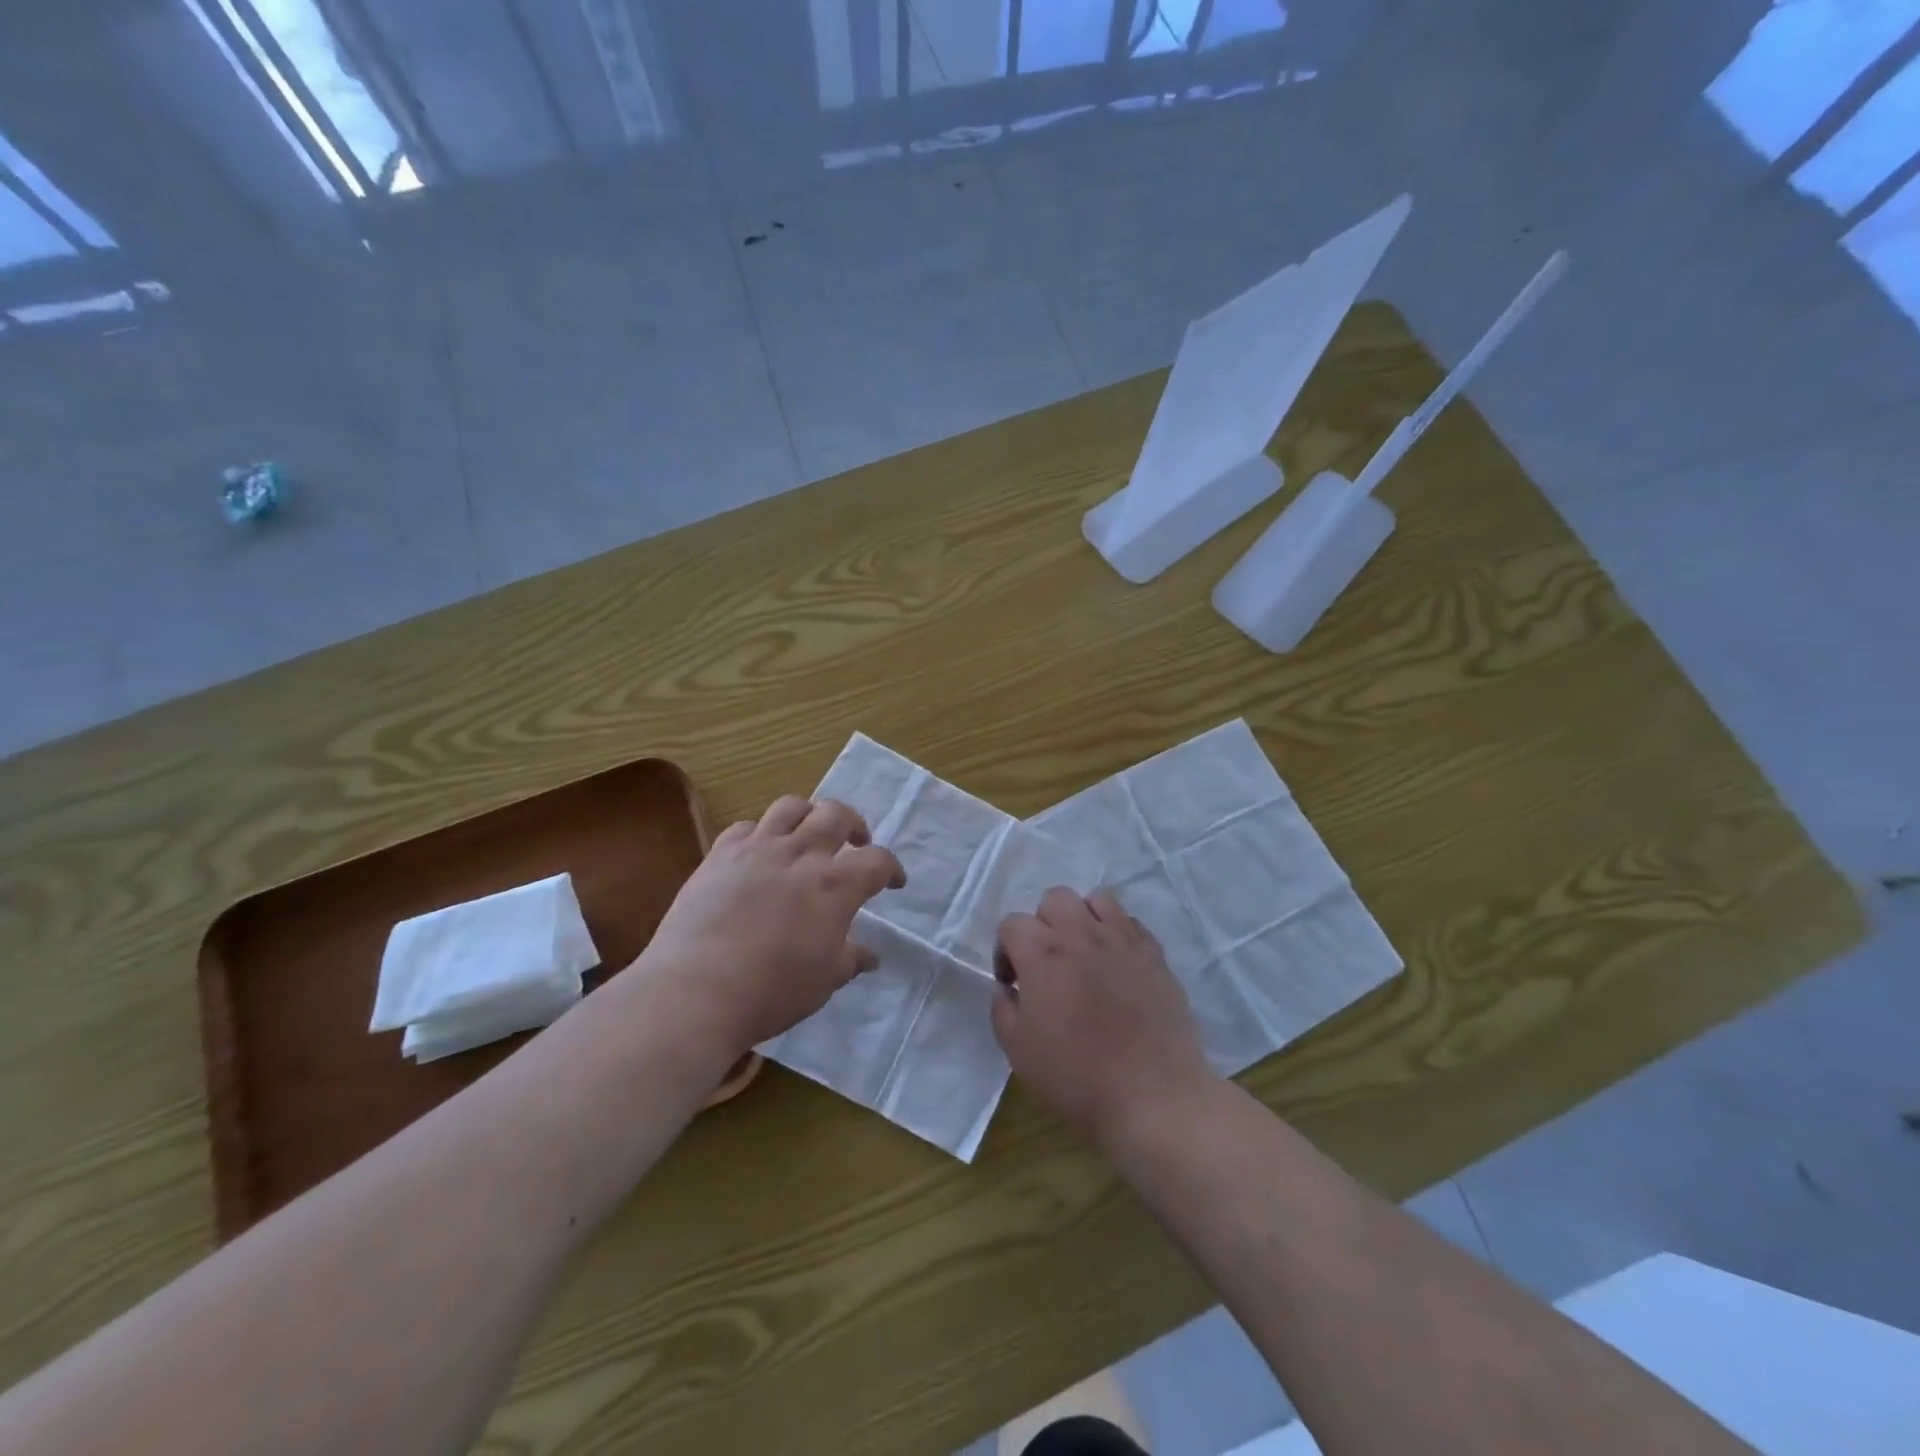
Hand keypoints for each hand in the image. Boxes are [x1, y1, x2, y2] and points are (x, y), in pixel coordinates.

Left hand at [641, 796, 904, 1052]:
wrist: (696, 989)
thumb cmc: (771, 991)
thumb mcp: (823, 982)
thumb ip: (850, 960)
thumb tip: (871, 955)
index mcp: (835, 885)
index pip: (878, 860)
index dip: (892, 869)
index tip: (893, 883)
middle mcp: (801, 855)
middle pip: (837, 814)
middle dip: (854, 825)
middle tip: (854, 843)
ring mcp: (757, 849)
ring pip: (791, 806)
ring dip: (808, 816)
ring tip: (807, 836)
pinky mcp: (720, 854)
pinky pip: (746, 827)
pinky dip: (759, 834)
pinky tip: (758, 854)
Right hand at [992, 887, 1217, 1140]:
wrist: (1152, 1095)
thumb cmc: (1076, 1076)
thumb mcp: (1019, 1051)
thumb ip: (1003, 1010)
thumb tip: (1007, 988)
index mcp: (1043, 954)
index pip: (1012, 923)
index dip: (1006, 950)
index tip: (1013, 983)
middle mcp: (1081, 935)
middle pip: (1055, 898)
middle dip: (1043, 923)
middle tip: (1048, 962)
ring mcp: (1123, 940)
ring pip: (1097, 900)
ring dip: (1083, 919)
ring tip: (1085, 953)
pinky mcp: (1155, 954)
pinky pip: (1132, 923)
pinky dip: (1118, 934)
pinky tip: (1117, 965)